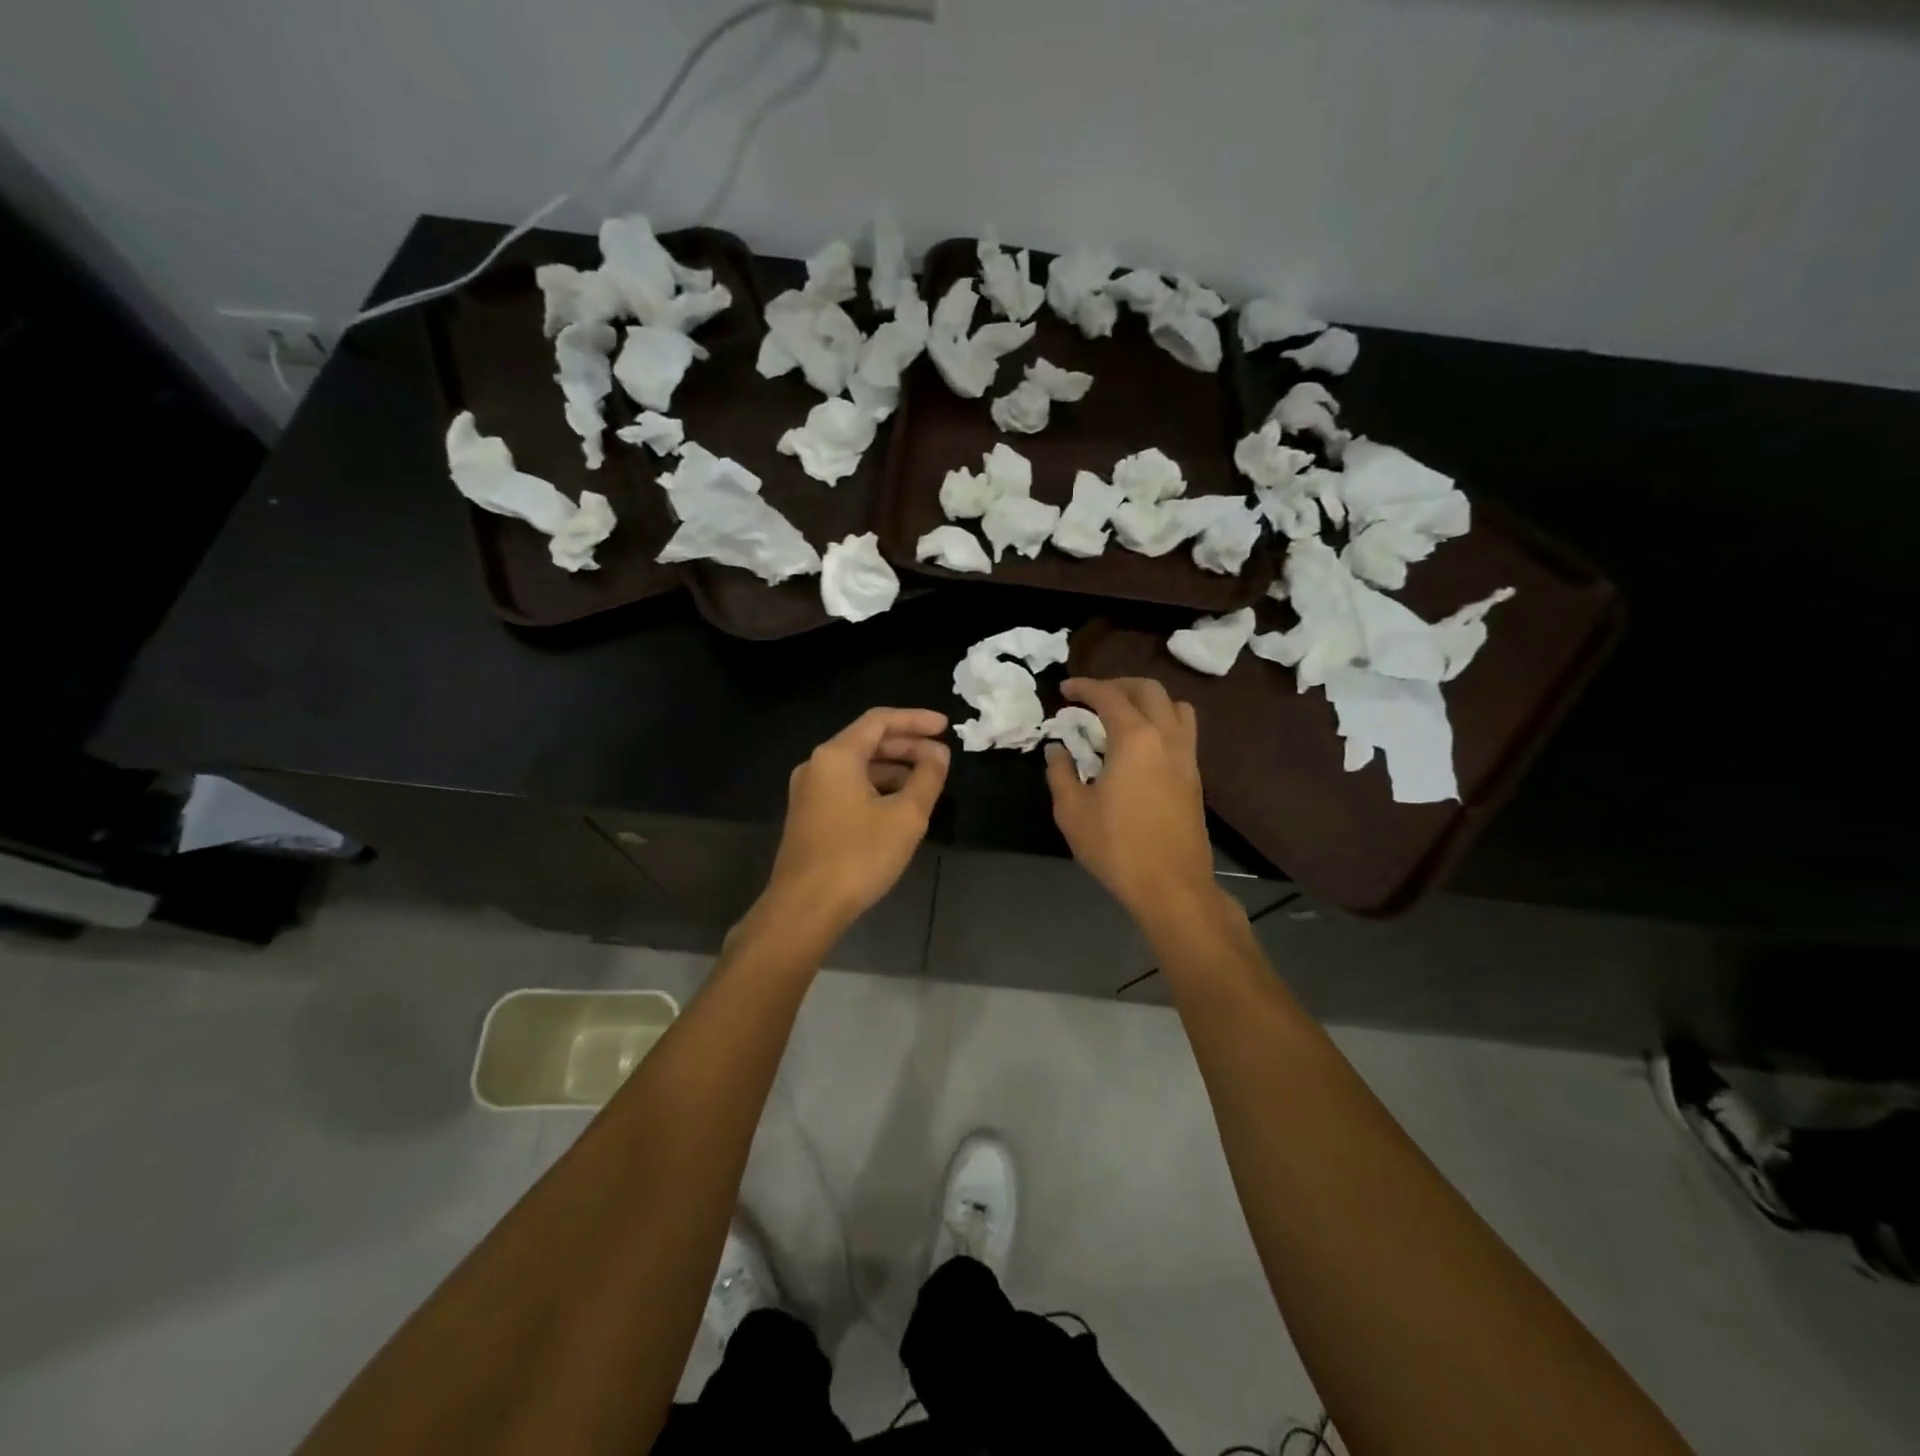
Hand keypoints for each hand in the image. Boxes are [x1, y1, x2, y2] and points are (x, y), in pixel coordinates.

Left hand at [762, 707, 949, 932]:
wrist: (805, 907)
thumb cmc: (859, 856)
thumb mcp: (906, 816)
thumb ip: (927, 777)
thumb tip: (938, 753)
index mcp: (837, 755)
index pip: (880, 720)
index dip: (915, 719)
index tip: (945, 727)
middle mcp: (817, 765)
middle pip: (867, 741)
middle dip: (907, 745)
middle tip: (940, 756)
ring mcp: (809, 791)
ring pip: (857, 766)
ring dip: (893, 768)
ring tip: (925, 782)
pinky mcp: (809, 815)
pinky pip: (847, 786)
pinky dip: (875, 787)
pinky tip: (898, 805)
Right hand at [1045, 678, 1215, 926]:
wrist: (1171, 886)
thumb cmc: (1116, 847)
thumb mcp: (1072, 811)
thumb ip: (1061, 773)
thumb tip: (1057, 750)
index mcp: (1135, 739)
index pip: (1109, 696)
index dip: (1084, 687)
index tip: (1064, 690)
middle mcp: (1166, 738)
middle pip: (1149, 690)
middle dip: (1118, 685)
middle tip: (1092, 697)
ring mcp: (1187, 757)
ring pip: (1175, 706)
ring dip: (1147, 700)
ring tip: (1122, 715)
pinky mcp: (1195, 777)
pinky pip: (1183, 731)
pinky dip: (1162, 721)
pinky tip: (1140, 746)